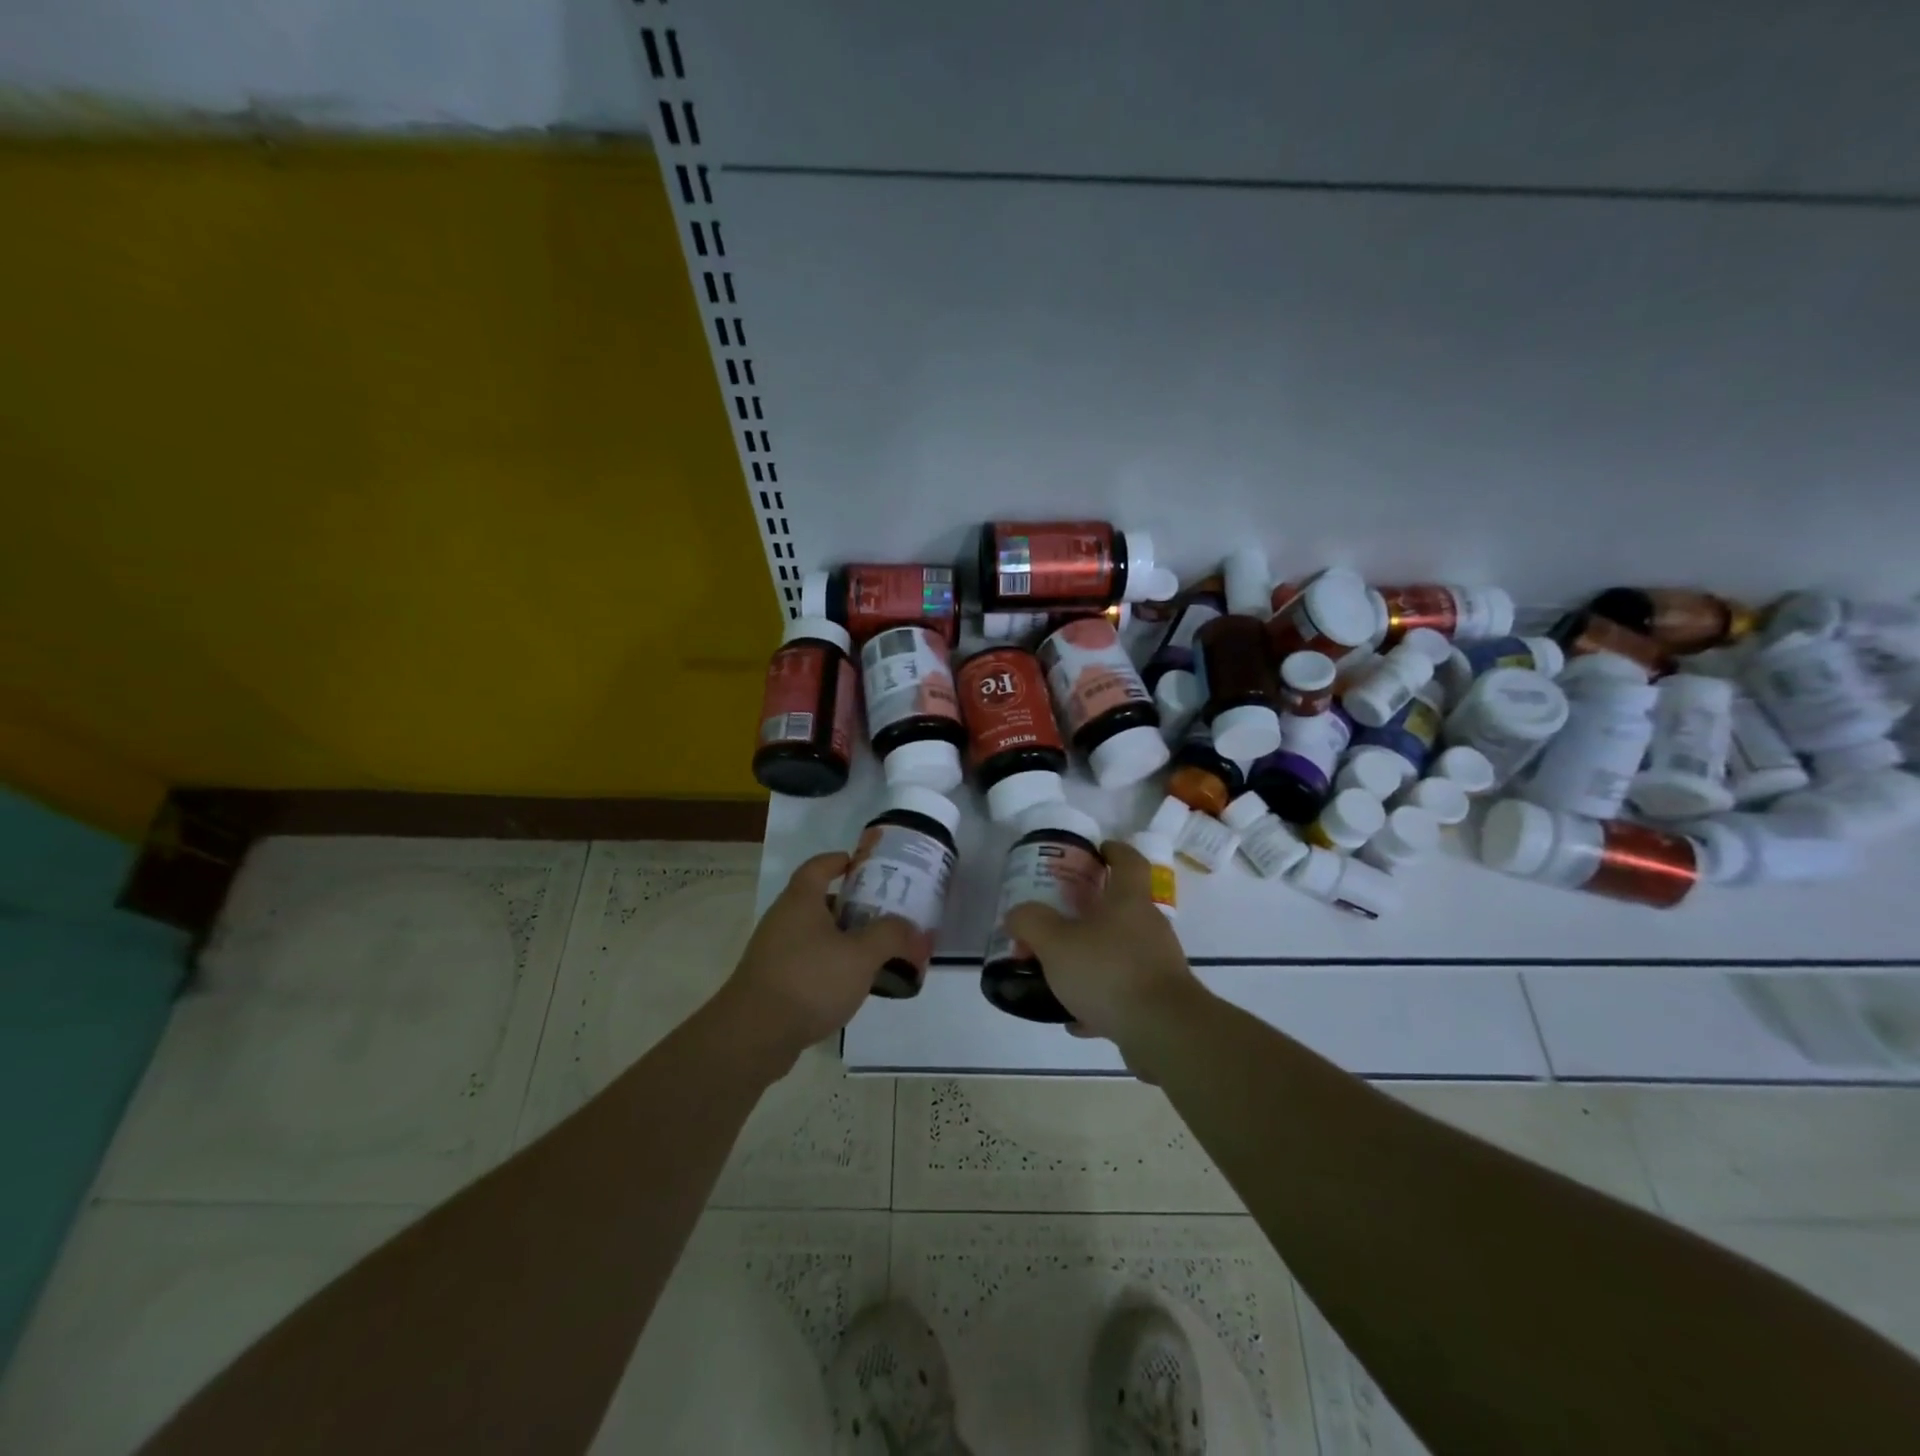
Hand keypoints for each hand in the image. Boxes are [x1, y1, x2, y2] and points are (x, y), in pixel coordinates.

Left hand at [715, 851, 916, 1073]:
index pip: (820, 865)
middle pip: (821, 901)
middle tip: (886, 915)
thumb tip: (915, 931)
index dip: (842, 860)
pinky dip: (830, 965)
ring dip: (844, 939)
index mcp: (801, 900)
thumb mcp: (860, 955)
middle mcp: (784, 919)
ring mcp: (774, 951)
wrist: (753, 1036)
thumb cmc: (809, 981)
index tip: (867, 866)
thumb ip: (892, 937)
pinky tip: (851, 985)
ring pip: (816, 934)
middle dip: (854, 906)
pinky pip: (808, 961)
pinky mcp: (772, 981)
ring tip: (876, 953)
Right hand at [1004, 839, 1206, 1054]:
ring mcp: (1158, 964)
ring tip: (1059, 974)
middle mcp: (1149, 927)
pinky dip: (1101, 998)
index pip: (1129, 861)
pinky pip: (1124, 991)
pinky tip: (1076, 1017)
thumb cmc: (1109, 971)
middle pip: (1121, 908)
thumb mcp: (1055, 943)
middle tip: (1060, 918)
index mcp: (1129, 901)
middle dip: (1091, 911)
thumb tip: (1016, 915)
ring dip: (1092, 958)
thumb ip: (1031, 922)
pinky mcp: (1159, 1000)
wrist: (1163, 1031)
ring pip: (1120, 951)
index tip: (1097, 850)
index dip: (1114, 850)